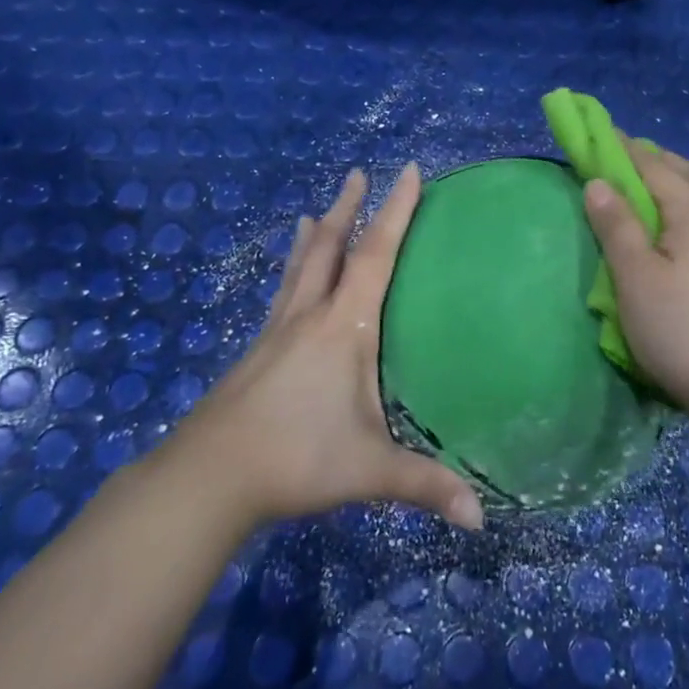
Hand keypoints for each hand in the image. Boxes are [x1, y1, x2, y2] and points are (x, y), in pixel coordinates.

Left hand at [178, 165, 483, 531]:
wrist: (208, 475)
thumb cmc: (295, 457)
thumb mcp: (368, 470)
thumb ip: (425, 485)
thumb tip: (481, 518)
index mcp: (343, 327)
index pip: (376, 256)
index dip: (396, 211)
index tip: (408, 170)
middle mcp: (309, 315)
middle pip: (330, 246)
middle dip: (348, 208)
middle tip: (357, 173)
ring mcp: (278, 329)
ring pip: (301, 265)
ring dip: (316, 232)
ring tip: (318, 209)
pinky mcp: (257, 349)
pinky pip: (283, 291)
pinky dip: (293, 267)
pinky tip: (289, 275)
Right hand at [582, 141, 688, 425]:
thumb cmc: (680, 329)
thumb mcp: (635, 277)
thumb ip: (616, 226)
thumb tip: (597, 182)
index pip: (653, 168)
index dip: (624, 150)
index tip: (600, 132)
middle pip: (687, 174)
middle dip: (655, 160)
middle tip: (623, 156)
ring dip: (675, 181)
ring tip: (647, 187)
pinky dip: (687, 205)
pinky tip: (677, 228)